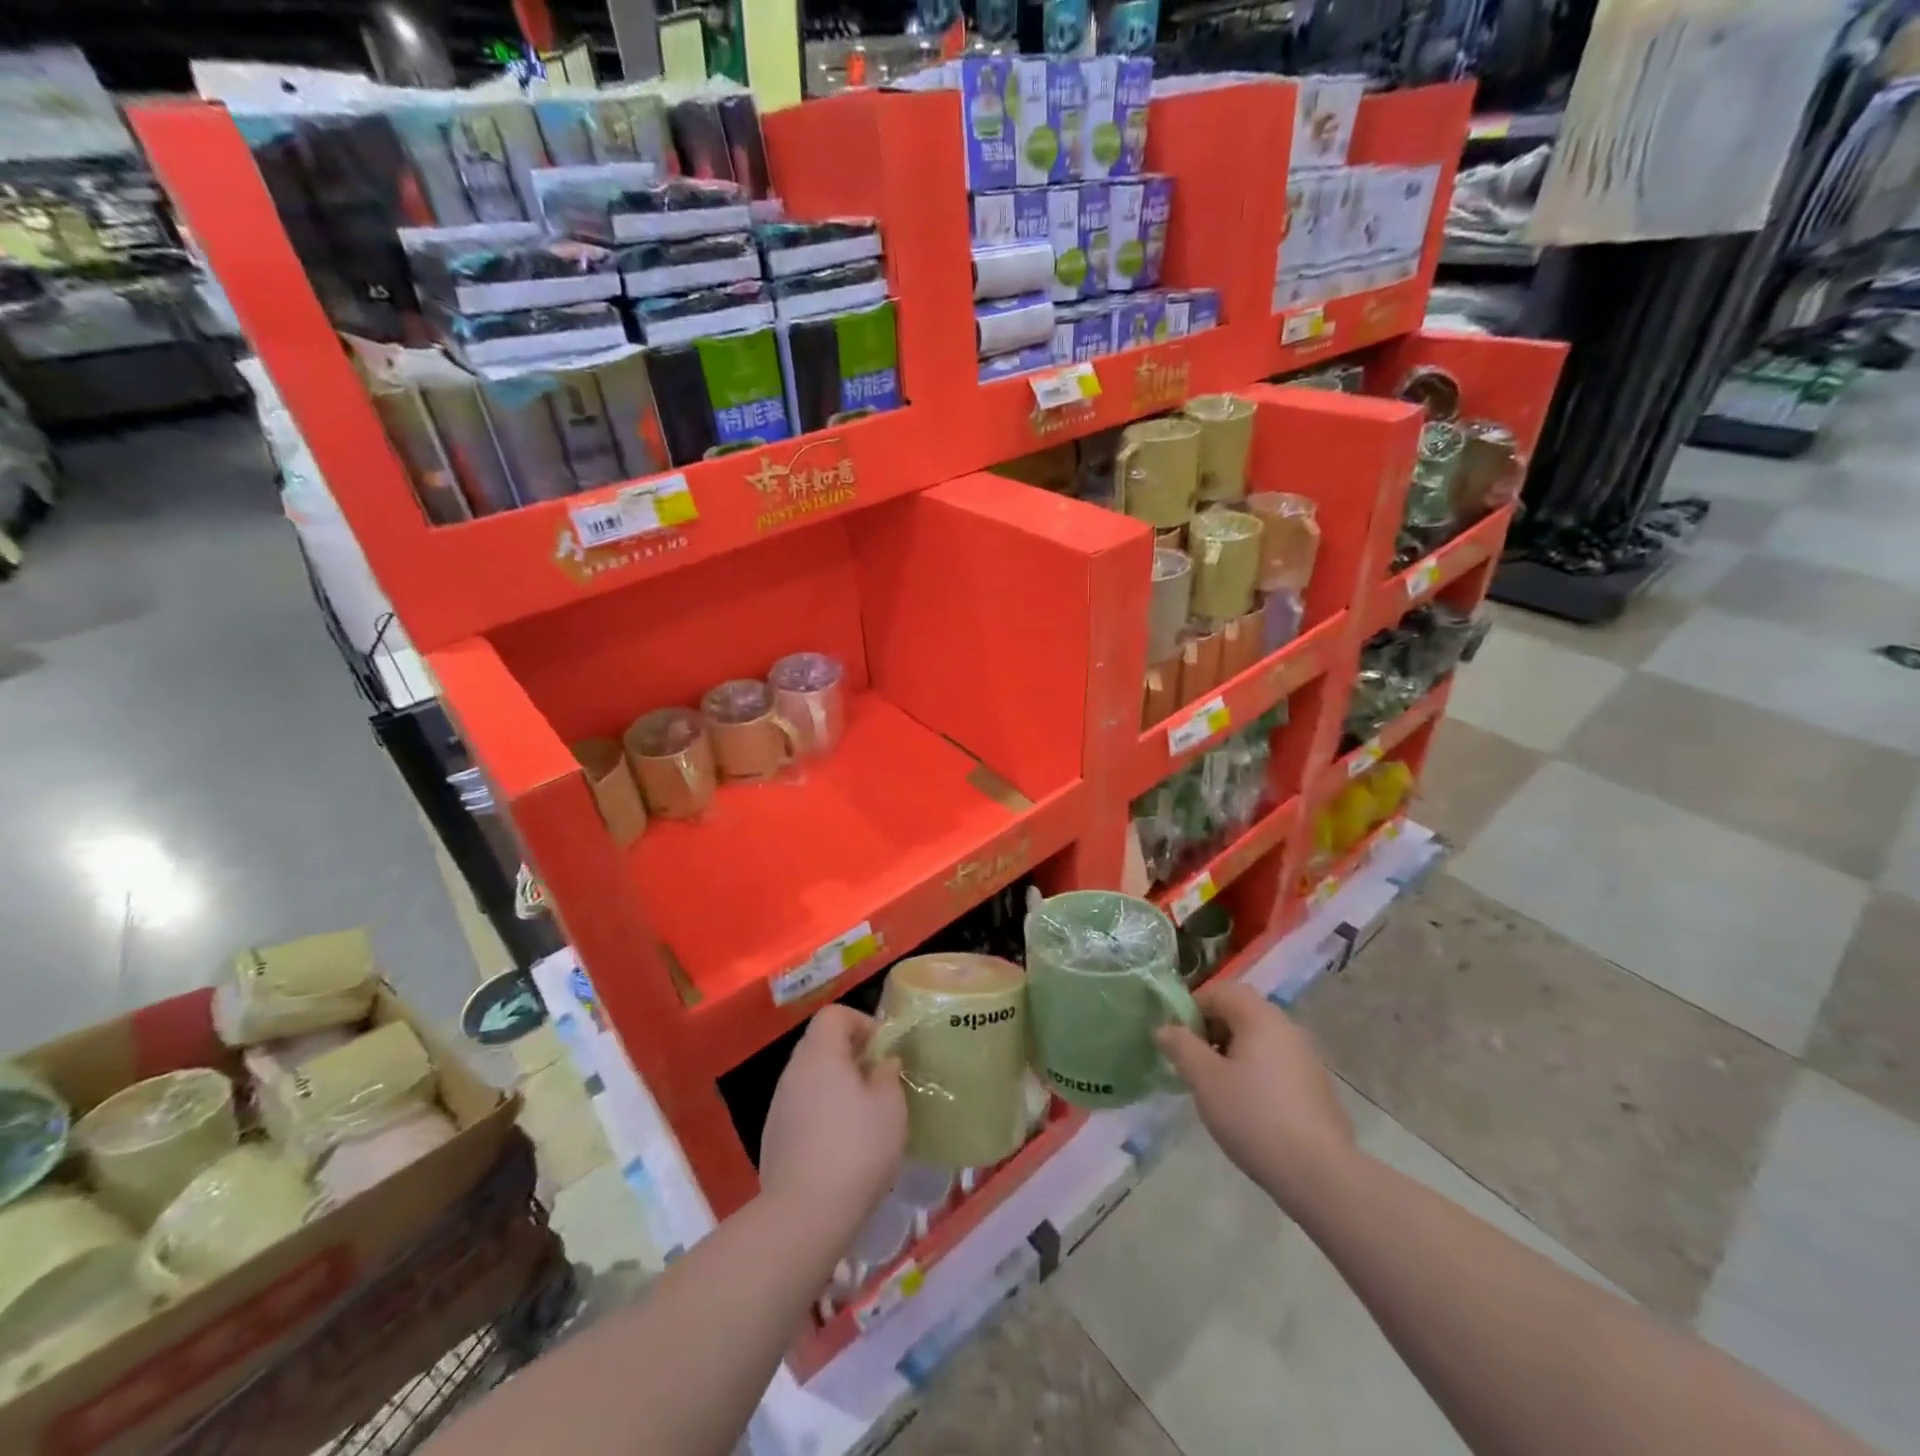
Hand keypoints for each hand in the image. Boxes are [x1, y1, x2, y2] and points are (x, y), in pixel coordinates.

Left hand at [759, 1006, 907, 1229]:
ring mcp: (779, 1105)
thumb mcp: (890, 1106)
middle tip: (879, 1081)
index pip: (834, 1014)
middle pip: (821, 1043)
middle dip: (852, 1055)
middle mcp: (793, 1071)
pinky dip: (822, 1112)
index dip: (861, 1022)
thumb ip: (888, 1075)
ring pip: (811, 1077)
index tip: (883, 1050)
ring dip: (837, 1085)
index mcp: (820, 1054)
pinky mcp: (774, 1137)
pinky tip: (841, 1145)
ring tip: (864, 1115)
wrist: (803, 1215)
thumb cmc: (855, 1149)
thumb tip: (882, 1063)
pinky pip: (803, 1107)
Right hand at [1155, 981, 1355, 1205]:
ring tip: (1217, 1088)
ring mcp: (1306, 1057)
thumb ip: (1180, 1047)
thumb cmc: (1253, 1116)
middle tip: (1194, 1064)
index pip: (1220, 990)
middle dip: (1211, 1031)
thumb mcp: (1204, 1080)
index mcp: (1260, 1017)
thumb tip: (1164, 1028)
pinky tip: (1248, 1108)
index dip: (1192, 1007)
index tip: (1178, 1039)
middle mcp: (1287, 1027)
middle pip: (1241, 1012)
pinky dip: (1255, 1072)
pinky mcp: (1316, 1087)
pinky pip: (1276, 1064)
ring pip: (1259, 1040)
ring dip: (1232, 1053)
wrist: (1319, 1173)